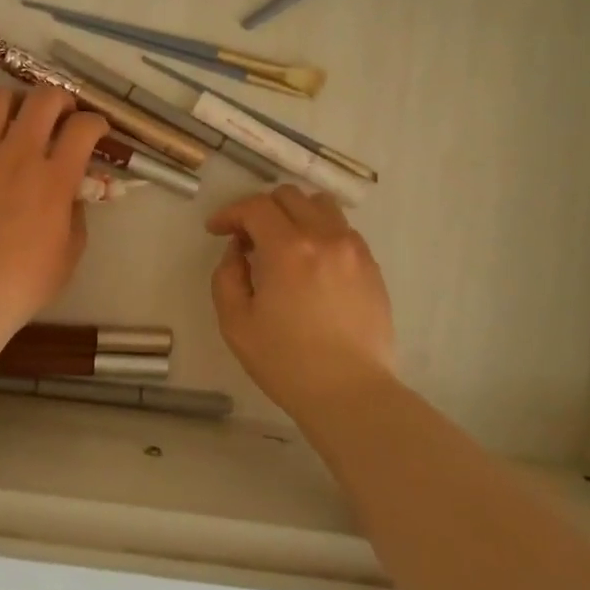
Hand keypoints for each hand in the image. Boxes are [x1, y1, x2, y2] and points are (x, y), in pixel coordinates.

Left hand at [0, 85, 108, 340]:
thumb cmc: (21, 284)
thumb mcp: (69, 256)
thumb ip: (76, 216)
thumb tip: (70, 194)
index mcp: (54, 178)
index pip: (83, 128)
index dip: (96, 123)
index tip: (95, 132)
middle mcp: (16, 155)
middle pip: (43, 100)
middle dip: (59, 99)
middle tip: (59, 114)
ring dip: (11, 101)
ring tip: (13, 115)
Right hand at [207, 186, 396, 415]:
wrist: (350, 393)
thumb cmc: (286, 362)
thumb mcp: (235, 323)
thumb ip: (227, 276)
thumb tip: (239, 252)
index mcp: (288, 249)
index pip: (255, 207)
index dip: (230, 213)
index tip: (217, 230)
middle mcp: (325, 237)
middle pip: (289, 197)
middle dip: (260, 210)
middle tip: (247, 240)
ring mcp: (354, 249)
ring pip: (321, 206)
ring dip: (294, 214)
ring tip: (283, 244)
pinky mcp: (372, 266)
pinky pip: (342, 230)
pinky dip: (320, 232)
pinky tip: (311, 264)